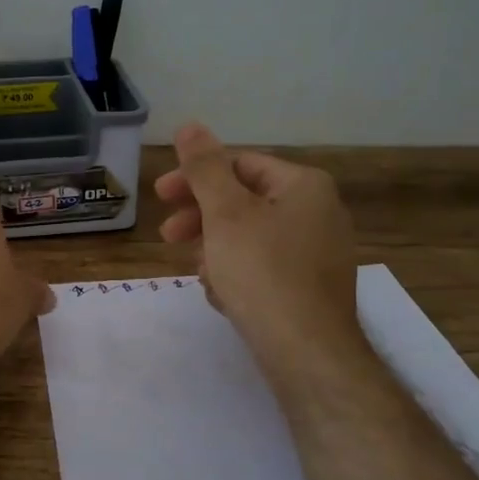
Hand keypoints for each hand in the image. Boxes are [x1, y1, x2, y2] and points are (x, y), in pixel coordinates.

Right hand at [155, 123, 365, 366]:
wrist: (308, 353)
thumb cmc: (263, 273)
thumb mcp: (225, 213)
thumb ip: (204, 168)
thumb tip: (190, 125)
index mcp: (304, 186)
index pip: (239, 165)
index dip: (194, 177)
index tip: (159, 197)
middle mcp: (319, 213)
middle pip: (244, 202)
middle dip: (201, 219)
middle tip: (167, 236)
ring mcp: (318, 253)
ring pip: (250, 238)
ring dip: (215, 251)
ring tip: (201, 276)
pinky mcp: (311, 288)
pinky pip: (264, 268)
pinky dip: (238, 275)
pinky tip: (224, 298)